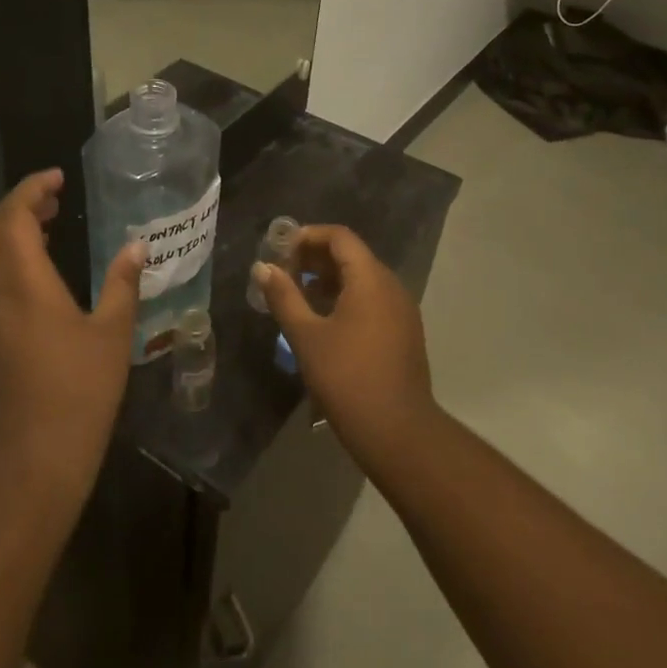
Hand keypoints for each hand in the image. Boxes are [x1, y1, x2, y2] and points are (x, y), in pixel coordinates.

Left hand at [0, 169, 142, 502]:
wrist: (29, 460)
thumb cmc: (79, 392)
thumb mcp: (113, 334)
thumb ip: (123, 283)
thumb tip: (136, 246)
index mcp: (22, 281)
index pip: (14, 214)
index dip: (32, 188)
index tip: (58, 179)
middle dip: (15, 207)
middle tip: (53, 204)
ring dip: (2, 234)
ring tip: (41, 234)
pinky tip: (27, 279)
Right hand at [253, 225, 437, 470]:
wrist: (397, 431)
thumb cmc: (347, 378)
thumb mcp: (306, 336)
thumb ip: (284, 296)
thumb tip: (263, 268)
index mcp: (370, 279)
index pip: (340, 237)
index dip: (308, 236)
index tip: (280, 250)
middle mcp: (391, 286)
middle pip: (352, 255)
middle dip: (315, 258)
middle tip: (283, 271)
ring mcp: (402, 310)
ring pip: (363, 279)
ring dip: (329, 279)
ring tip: (298, 295)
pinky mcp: (404, 332)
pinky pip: (372, 299)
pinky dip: (346, 297)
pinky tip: (323, 319)